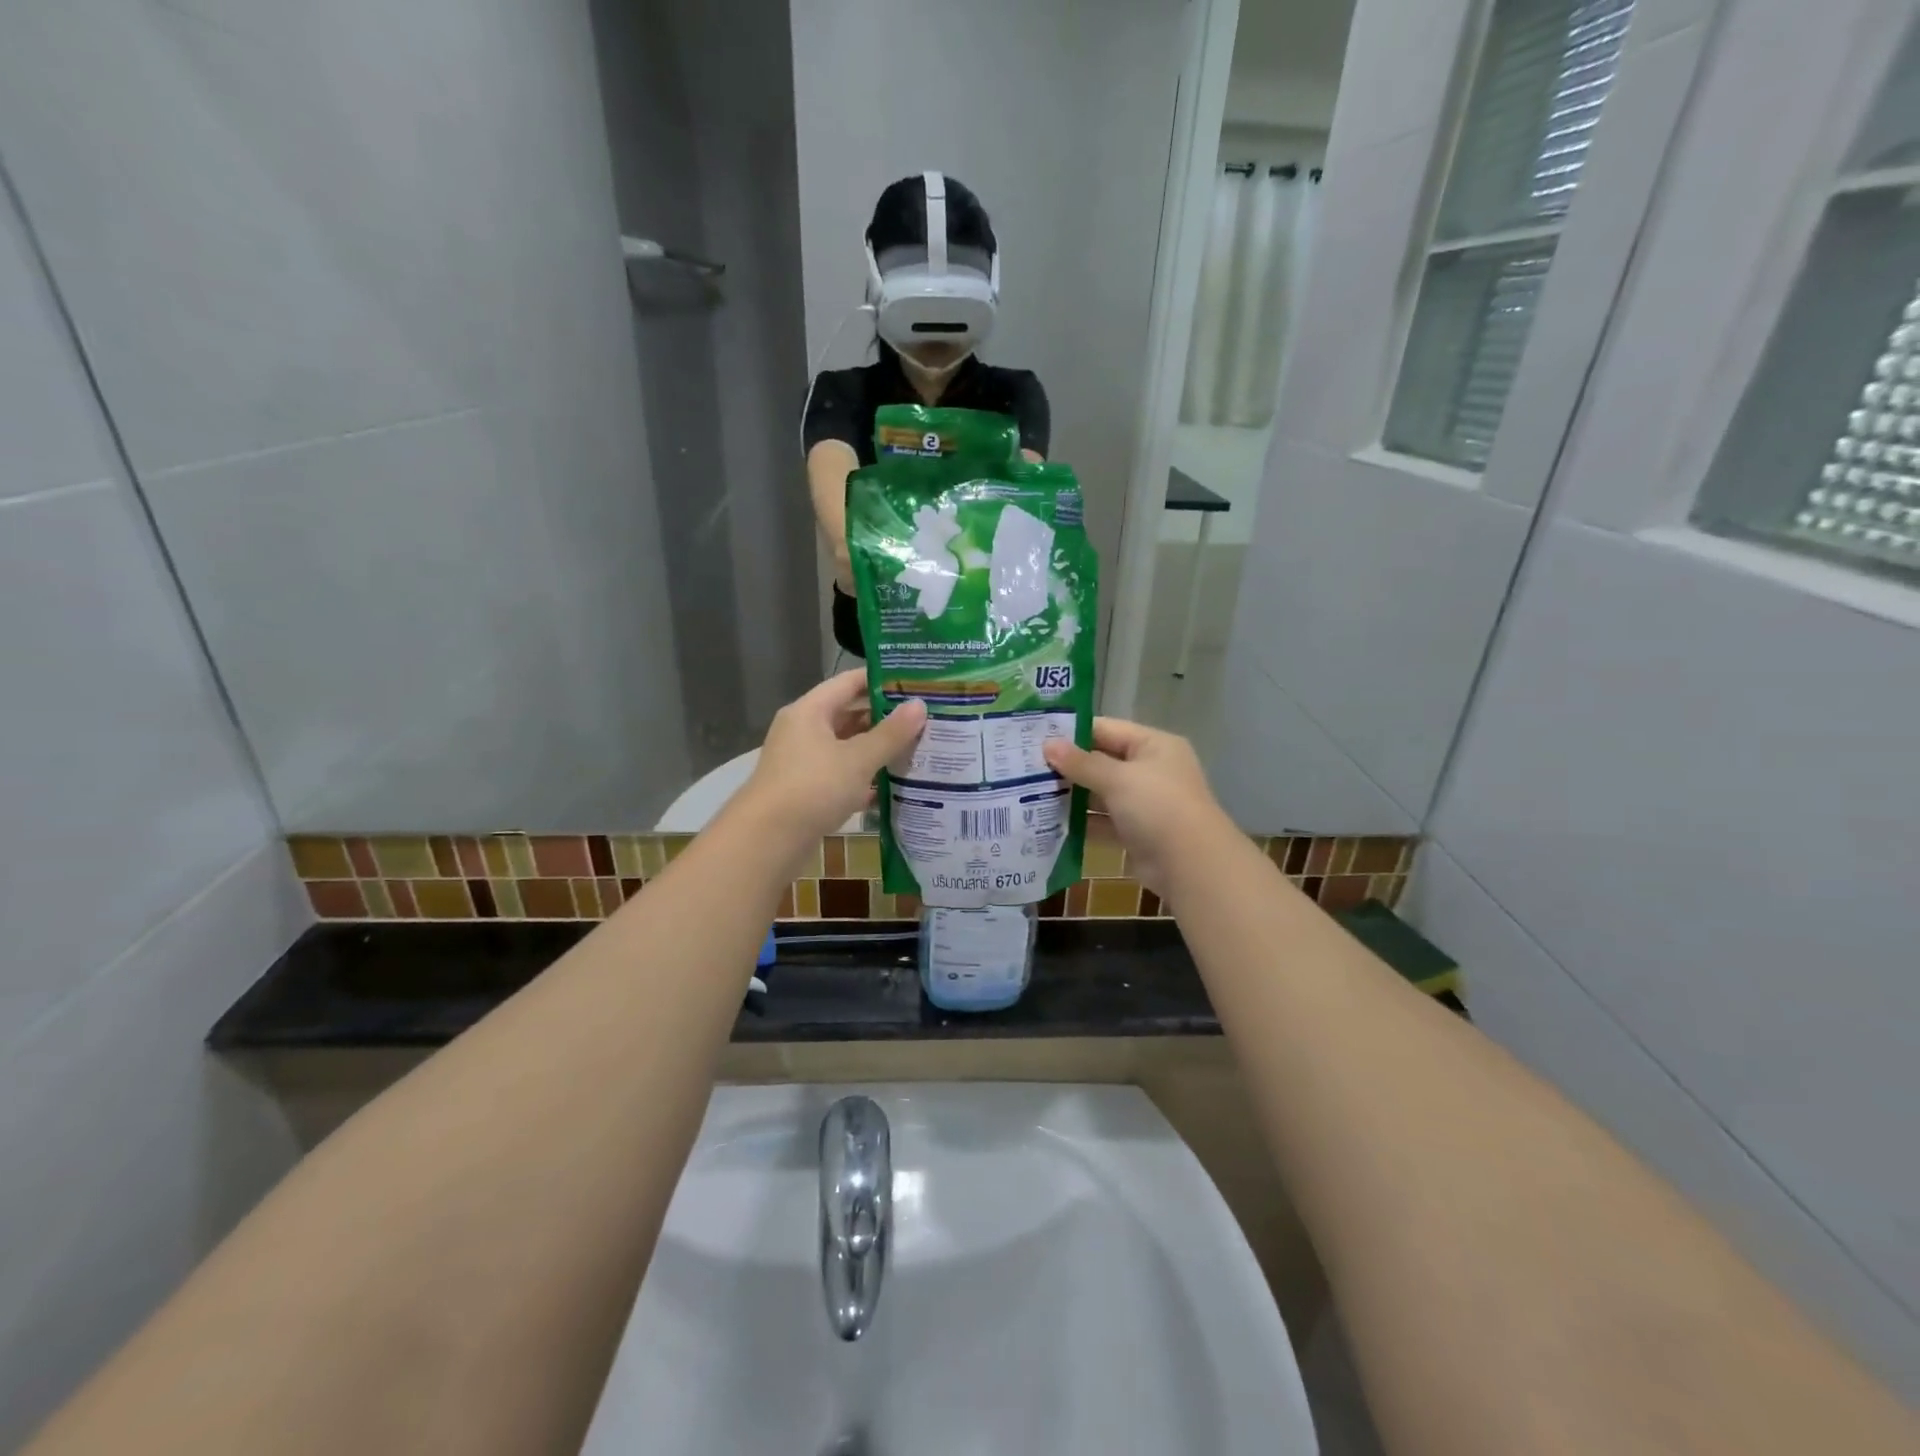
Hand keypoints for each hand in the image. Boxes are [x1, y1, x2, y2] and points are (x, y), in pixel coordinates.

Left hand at [740, 670, 925, 845]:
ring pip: (846, 748)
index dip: (881, 680)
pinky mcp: (806, 792)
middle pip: (848, 715)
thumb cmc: (813, 788)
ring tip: (917, 750)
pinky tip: (894, 787)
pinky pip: (841, 776)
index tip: (916, 682)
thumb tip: (919, 705)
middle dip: (884, 718)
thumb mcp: (858, 759)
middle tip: (925, 719)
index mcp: (810, 711)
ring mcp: (803, 763)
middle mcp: (803, 731)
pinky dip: (864, 780)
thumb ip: (890, 733)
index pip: (849, 682)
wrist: (767, 841)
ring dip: (877, 751)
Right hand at [1043, 718, 1228, 895]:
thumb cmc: (1158, 808)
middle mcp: (1150, 770)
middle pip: (1102, 761)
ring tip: (1029, 792)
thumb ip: (1081, 763)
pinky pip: (1103, 821)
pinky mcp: (1136, 832)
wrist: (1192, 866)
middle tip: (1025, 765)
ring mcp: (1144, 803)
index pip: (1106, 729)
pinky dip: (1082, 823)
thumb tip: (1047, 745)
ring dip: (1072, 795)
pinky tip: (1049, 822)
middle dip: (1068, 766)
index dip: (1072, 733)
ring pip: (1100, 793)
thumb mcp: (1118, 779)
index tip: (1036, 737)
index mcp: (1154, 745)